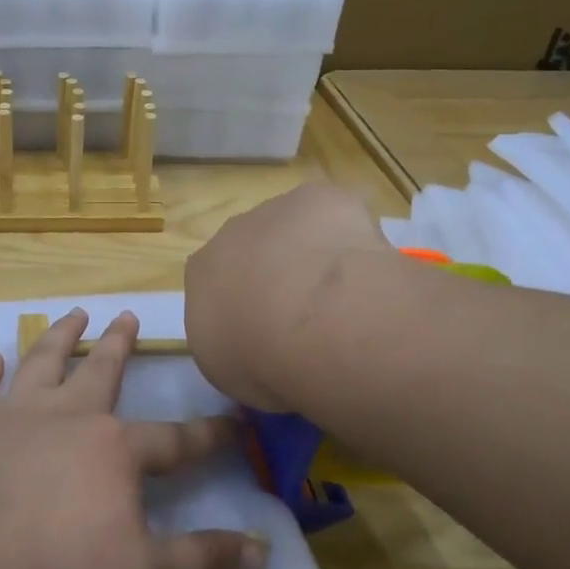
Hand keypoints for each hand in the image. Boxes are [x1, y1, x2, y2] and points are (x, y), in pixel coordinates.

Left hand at [0, 308, 267, 568]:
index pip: (174, 440)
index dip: (208, 435)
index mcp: (114, 450)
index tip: (234, 424)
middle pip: (101, 370)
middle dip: (119, 343)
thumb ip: (203, 563)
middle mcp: (68, 417)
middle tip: (128, 315)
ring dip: (60, 336)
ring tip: (74, 313)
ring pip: (42, 363)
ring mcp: (14, 418)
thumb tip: (263, 552)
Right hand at [185, 182, 389, 413]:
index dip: (244, 303)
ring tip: (345, 293)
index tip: (268, 329)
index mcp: (202, 273)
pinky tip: (367, 268)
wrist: (312, 321)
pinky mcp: (320, 198)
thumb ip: (233, 345)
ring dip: (313, 251)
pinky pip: (336, 215)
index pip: (216, 282)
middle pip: (253, 247)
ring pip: (295, 228)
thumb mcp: (229, 370)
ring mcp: (276, 209)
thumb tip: (252, 343)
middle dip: (277, 272)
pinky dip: (350, 235)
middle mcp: (230, 234)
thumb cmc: (261, 359)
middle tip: (308, 313)